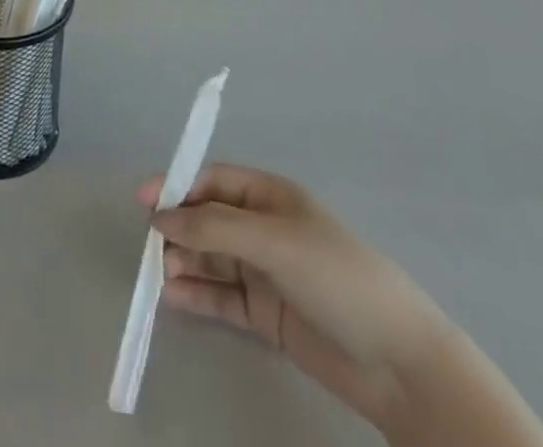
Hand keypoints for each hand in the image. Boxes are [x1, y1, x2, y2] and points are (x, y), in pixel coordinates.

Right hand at [143, 165, 451, 429]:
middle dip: (178, 228)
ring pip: (210, 258)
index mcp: (269, 195)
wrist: (398, 361)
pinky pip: (221, 296)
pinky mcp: (266, 314)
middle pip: (207, 220)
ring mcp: (264, 272)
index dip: (178, 185)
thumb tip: (160, 216)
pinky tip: (174, 298)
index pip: (213, 181)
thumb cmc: (335, 275)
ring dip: (184, 262)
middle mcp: (263, 228)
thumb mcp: (272, 240)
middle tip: (152, 248)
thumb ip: (213, 227)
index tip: (144, 200)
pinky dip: (198, 294)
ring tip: (161, 277)